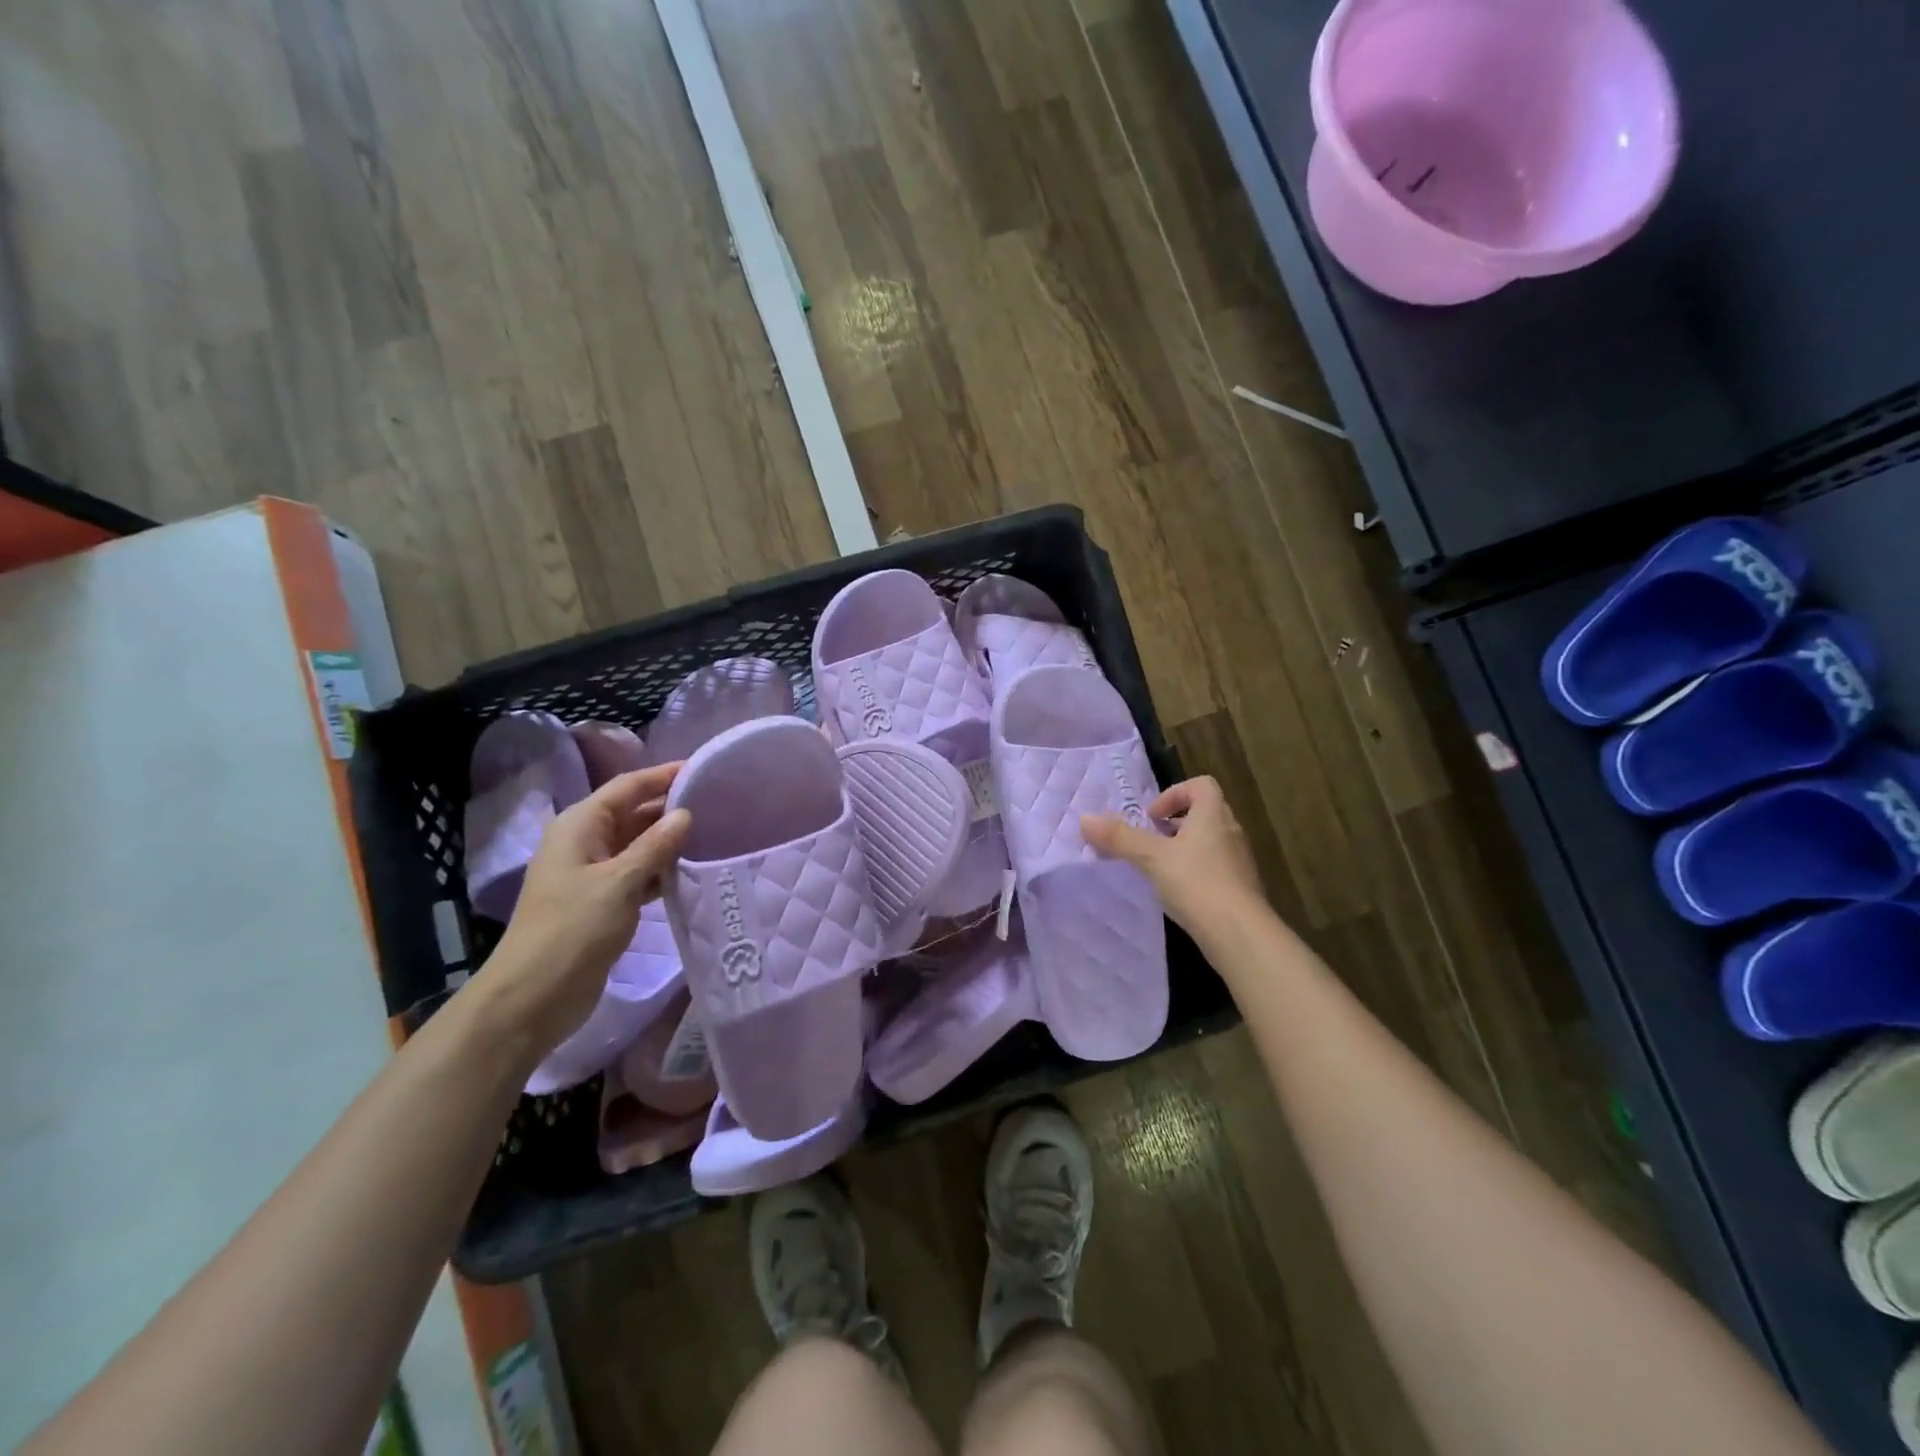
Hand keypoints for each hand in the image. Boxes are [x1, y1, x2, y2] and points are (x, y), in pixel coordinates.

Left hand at [485, 764, 690, 1053]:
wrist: (533, 996)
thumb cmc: (573, 930)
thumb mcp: (620, 882)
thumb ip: (656, 845)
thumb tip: (685, 814)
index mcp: (580, 826)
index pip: (628, 787)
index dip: (664, 775)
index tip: (704, 769)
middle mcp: (584, 842)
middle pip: (633, 812)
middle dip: (671, 807)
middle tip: (719, 802)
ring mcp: (592, 873)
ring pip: (637, 844)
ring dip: (669, 840)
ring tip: (714, 833)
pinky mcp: (601, 902)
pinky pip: (637, 873)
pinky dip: (661, 870)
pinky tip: (690, 871)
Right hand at [1082, 776, 1265, 932]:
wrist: (1240, 934)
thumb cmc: (1197, 883)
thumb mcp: (1151, 857)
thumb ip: (1119, 837)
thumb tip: (1084, 819)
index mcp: (1213, 815)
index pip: (1201, 785)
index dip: (1174, 793)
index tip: (1151, 818)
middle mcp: (1230, 832)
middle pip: (1204, 812)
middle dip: (1174, 823)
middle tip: (1150, 841)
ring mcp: (1238, 861)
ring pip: (1208, 842)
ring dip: (1183, 848)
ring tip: (1158, 868)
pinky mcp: (1239, 888)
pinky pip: (1214, 867)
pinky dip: (1194, 872)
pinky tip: (1177, 892)